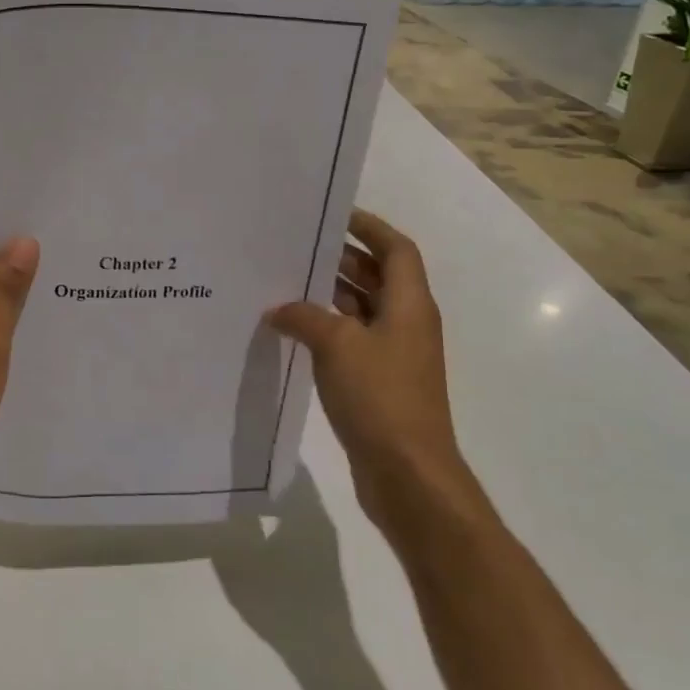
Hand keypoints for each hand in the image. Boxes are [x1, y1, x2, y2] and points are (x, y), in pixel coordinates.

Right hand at [268, 210, 482, 538]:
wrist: (408, 474)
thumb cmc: (381, 398)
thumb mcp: (337, 346)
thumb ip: (305, 317)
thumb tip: (279, 308)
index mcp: (410, 305)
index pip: (396, 249)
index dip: (369, 227)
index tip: (333, 215)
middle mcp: (407, 324)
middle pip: (378, 277)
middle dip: (341, 259)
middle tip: (297, 248)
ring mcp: (395, 355)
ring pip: (362, 310)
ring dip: (330, 295)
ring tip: (285, 282)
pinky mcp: (380, 383)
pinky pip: (352, 340)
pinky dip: (327, 329)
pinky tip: (292, 330)